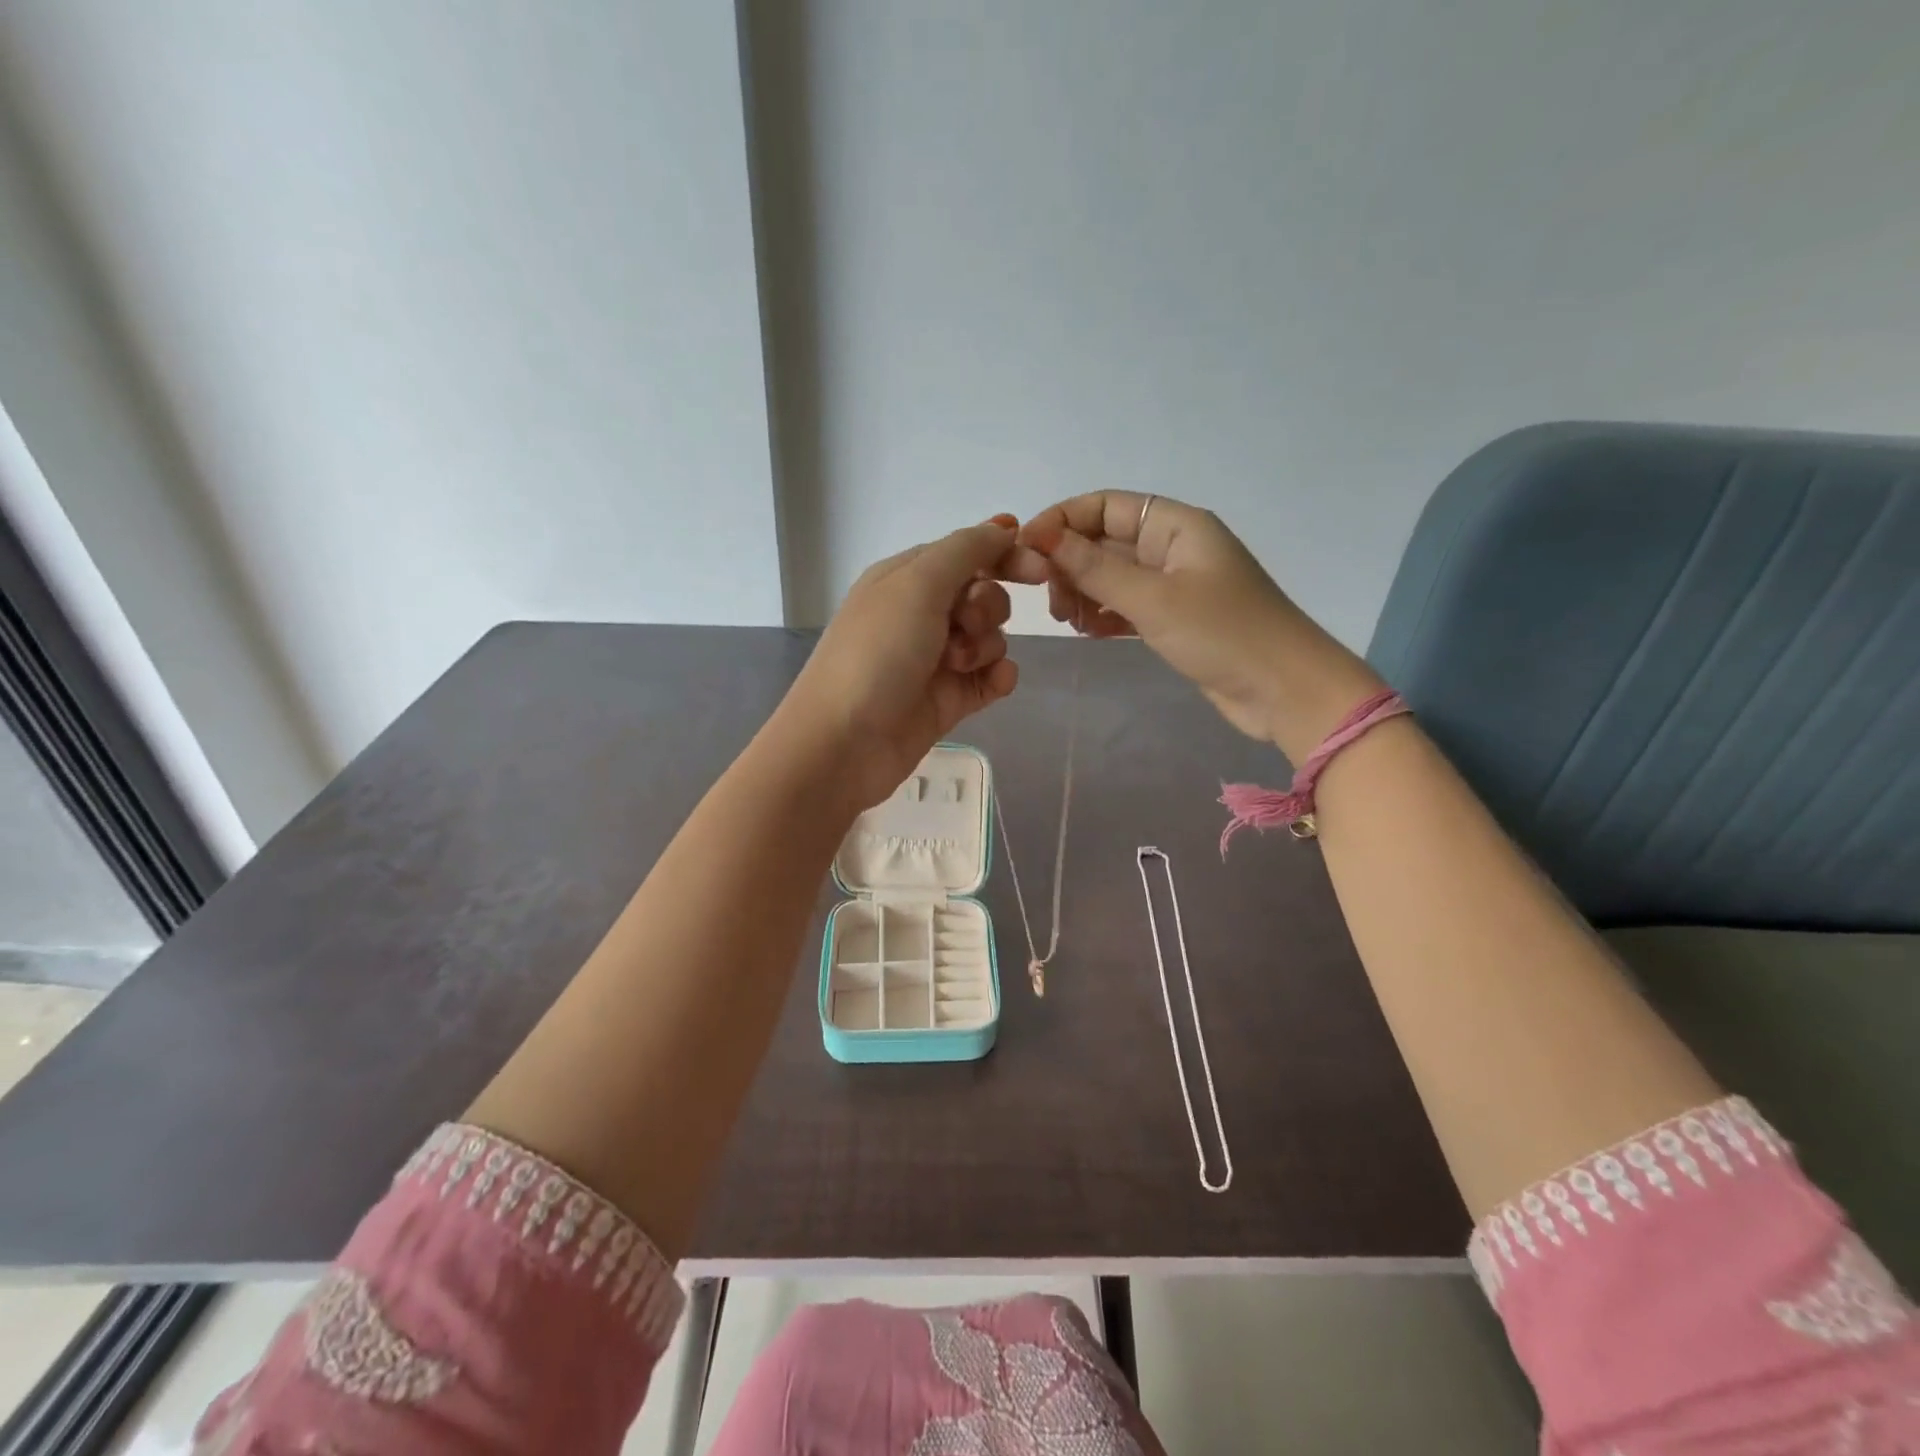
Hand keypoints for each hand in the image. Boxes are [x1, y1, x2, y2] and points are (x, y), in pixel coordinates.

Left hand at [782, 518, 1019, 809]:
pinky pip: (991, 678)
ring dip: (986, 646)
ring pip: (990, 638)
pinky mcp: (948, 700)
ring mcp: (935, 660)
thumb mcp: (918, 584)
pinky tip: (993, 684)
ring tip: (957, 666)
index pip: (967, 553)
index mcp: (906, 578)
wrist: (844, 742)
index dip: (1004, 556)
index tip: (1038, 571)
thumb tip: (1004, 526)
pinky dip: (997, 677)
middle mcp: (921, 615)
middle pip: (983, 596)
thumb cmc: (877, 653)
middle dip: (987, 608)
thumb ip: (966, 550)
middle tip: (963, 626)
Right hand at [1003, 493, 1379, 754]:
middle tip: (1049, 599)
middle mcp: (1172, 547)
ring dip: (1082, 591)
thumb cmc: (1222, 634)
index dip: (1062, 521)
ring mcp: (1173, 585)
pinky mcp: (1173, 619)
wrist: (1284, 691)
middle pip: (1104, 540)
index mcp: (1175, 525)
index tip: (1026, 550)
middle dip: (1069, 563)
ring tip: (1066, 620)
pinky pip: (1124, 605)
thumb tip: (1042, 537)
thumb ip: (1095, 568)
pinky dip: (1101, 614)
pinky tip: (1087, 631)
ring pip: (1111, 576)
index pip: (1105, 505)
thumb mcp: (1153, 599)